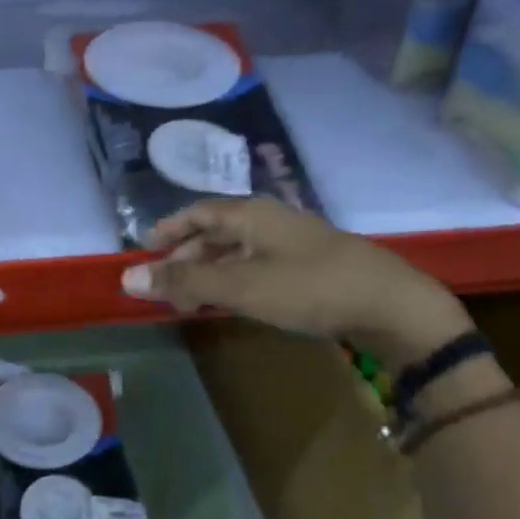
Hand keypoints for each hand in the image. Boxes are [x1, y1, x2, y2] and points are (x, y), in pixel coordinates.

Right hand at [120, 197, 469, 369]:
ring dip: (209, 270)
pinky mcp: (310, 267)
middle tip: (164, 283)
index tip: (144, 249)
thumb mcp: (241, 285)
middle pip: (216, 232)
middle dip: (186, 255)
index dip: (168, 229)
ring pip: (237, 251)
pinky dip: (235, 280)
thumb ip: (185, 281)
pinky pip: (258, 266)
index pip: (198, 212)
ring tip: (190, 297)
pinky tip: (234, 300)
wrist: (391, 306)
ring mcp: (293, 243)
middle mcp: (270, 220)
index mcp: (252, 214)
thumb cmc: (310, 287)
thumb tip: (127, 278)